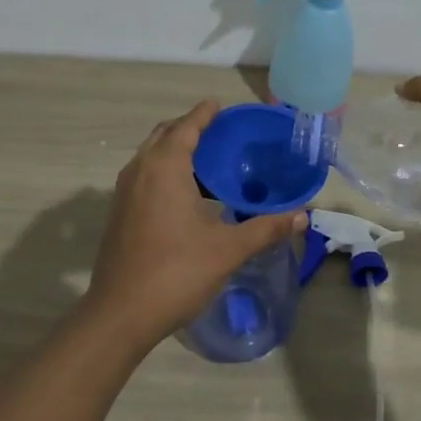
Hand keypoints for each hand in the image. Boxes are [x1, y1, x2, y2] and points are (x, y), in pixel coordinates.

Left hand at [84, 102, 306, 348]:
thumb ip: (265, 228)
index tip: (221, 106)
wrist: (119, 314)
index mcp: (164, 167)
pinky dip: (163, 169)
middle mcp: (140, 169)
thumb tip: (302, 215)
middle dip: (189, 128)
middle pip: (165, 134)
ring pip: (150, 155)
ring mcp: (124, 191)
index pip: (186, 127)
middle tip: (219, 133)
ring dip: (174, 149)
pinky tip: (185, 194)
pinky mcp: (118, 211)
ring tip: (207, 161)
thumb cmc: (175, 273)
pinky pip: (143, 174)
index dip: (204, 114)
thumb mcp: (227, 250)